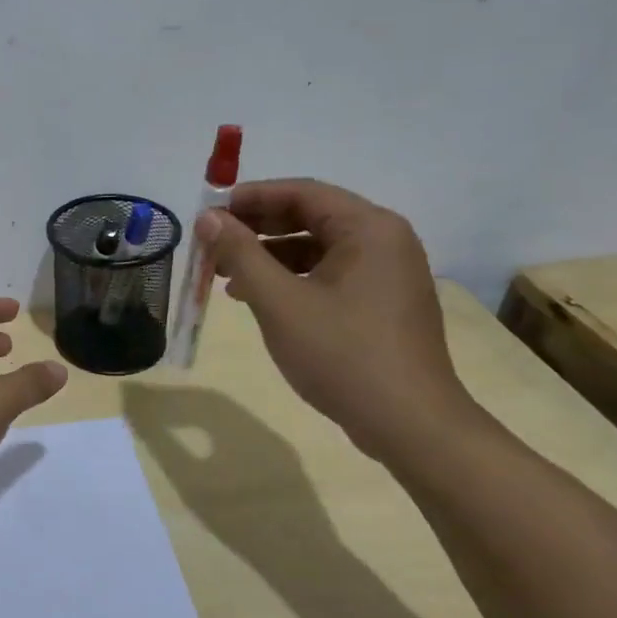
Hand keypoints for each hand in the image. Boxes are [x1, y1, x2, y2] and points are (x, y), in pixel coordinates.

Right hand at [192, 179, 482, 460]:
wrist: (409, 425)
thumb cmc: (342, 355)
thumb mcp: (279, 301)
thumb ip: (240, 254)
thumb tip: (207, 218)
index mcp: (369, 228)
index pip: (301, 192)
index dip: (250, 198)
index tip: (208, 212)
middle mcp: (384, 241)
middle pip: (310, 217)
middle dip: (256, 228)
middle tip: (211, 243)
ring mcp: (386, 274)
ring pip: (316, 248)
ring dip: (269, 256)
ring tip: (224, 274)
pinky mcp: (382, 303)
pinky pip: (329, 274)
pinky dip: (291, 279)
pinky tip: (257, 297)